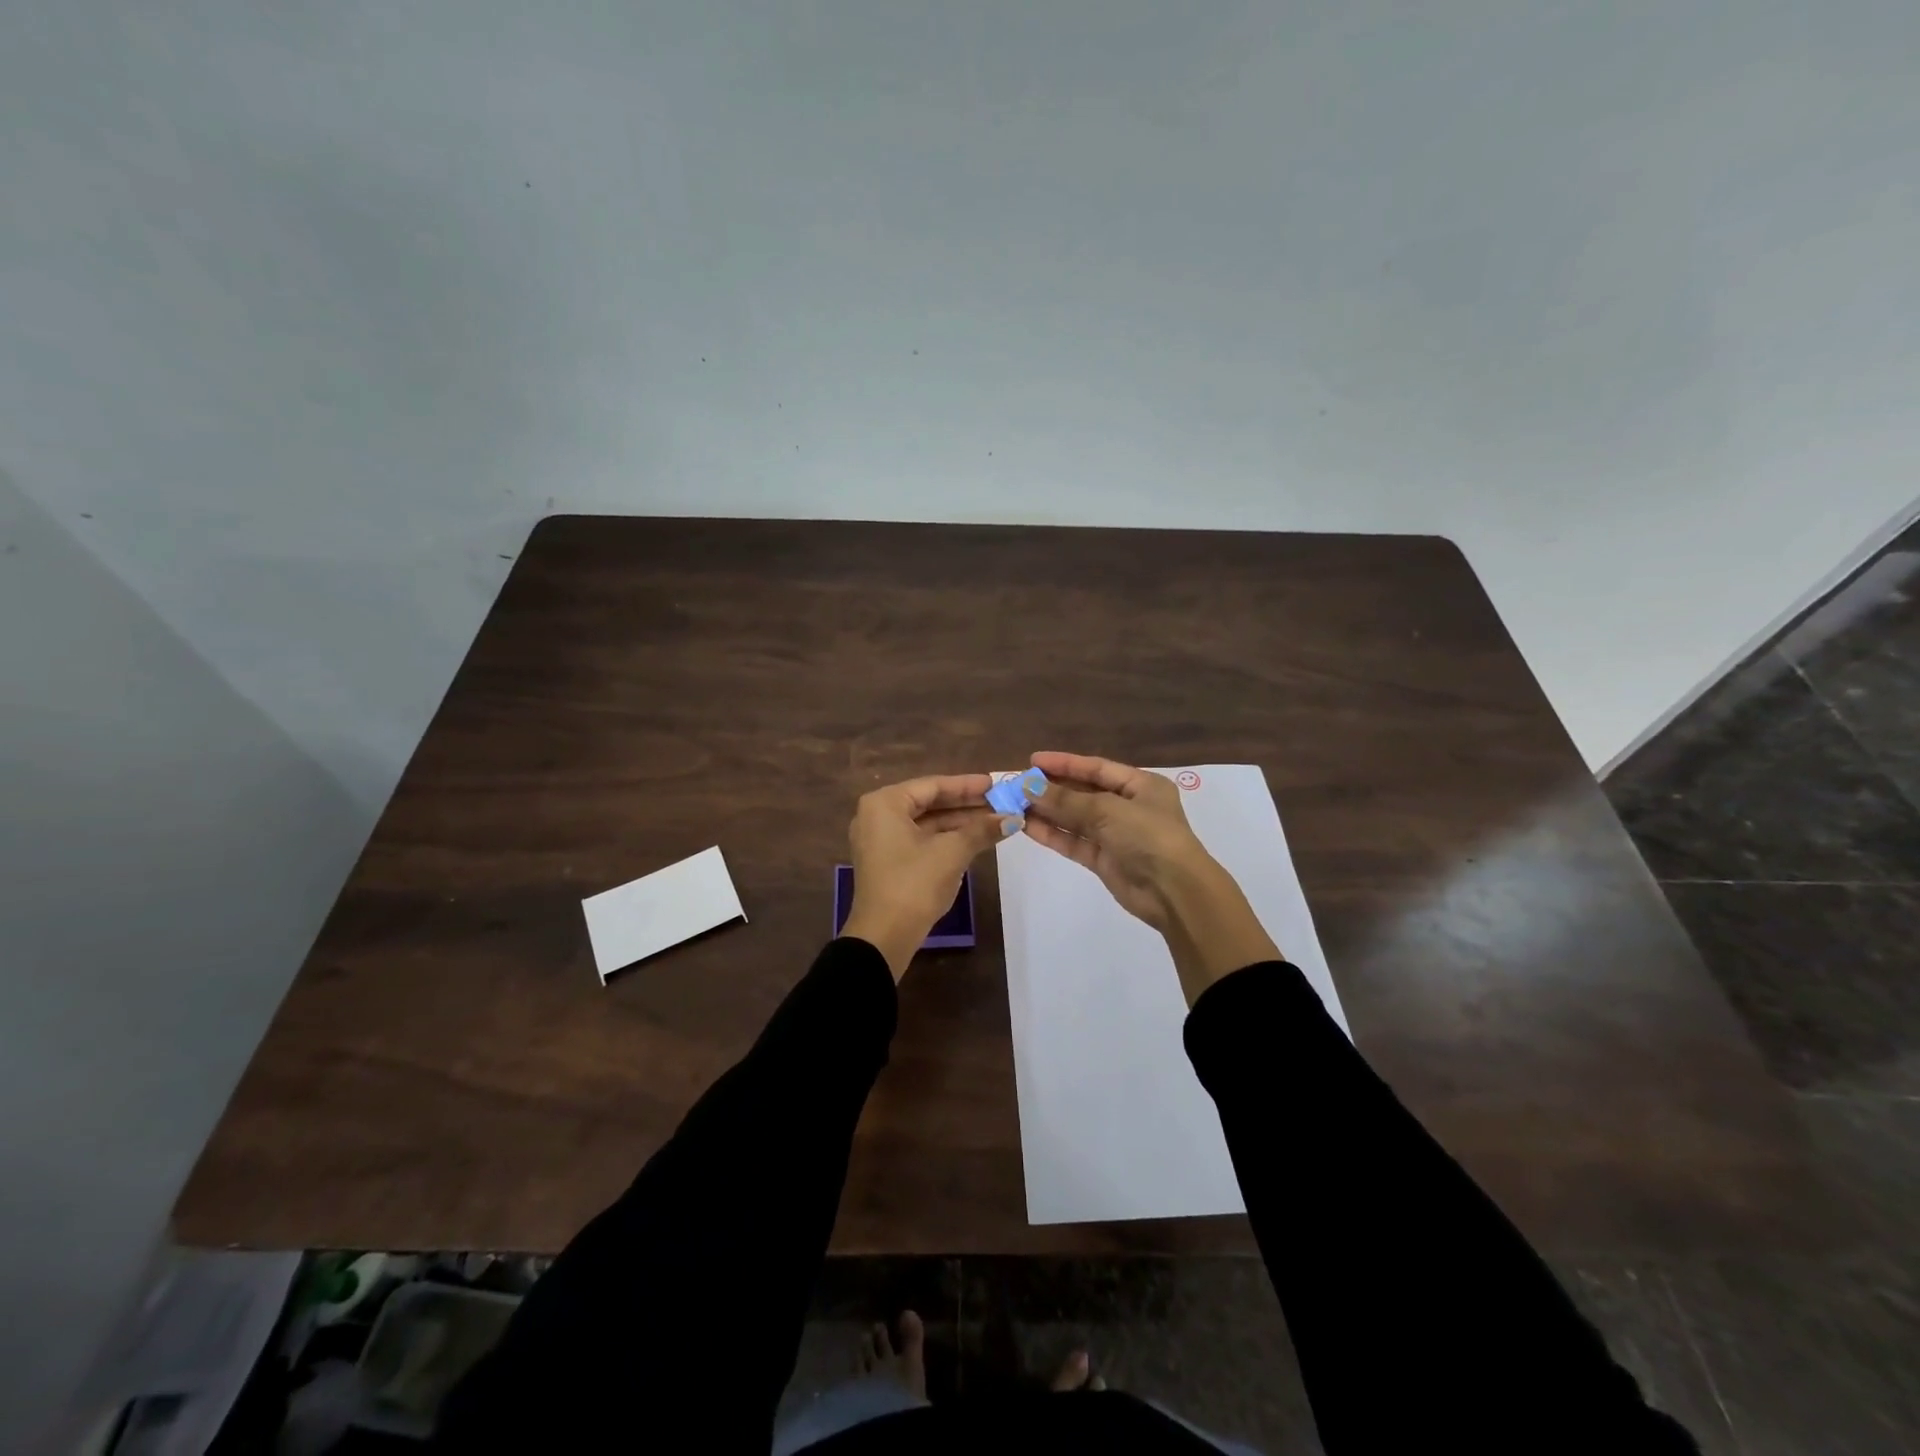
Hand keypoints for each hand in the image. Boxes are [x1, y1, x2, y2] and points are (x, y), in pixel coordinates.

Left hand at [841, 773, 1015, 979]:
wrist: (884, 937)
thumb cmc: (914, 884)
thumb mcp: (952, 852)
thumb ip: (982, 830)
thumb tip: (1014, 817)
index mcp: (885, 803)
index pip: (933, 785)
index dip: (968, 785)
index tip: (996, 783)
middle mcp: (877, 815)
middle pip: (929, 802)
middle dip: (966, 804)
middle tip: (1001, 801)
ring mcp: (880, 839)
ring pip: (926, 822)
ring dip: (959, 822)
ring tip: (995, 819)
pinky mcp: (887, 861)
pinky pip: (919, 839)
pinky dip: (945, 838)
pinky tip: (974, 838)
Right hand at [1022, 752, 1280, 1003]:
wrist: (1174, 892)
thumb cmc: (1148, 837)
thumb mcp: (1107, 811)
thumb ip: (1066, 800)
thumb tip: (1028, 786)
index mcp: (1141, 785)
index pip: (1097, 768)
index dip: (1064, 763)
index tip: (1032, 761)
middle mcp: (1128, 807)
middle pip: (1083, 792)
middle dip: (1051, 789)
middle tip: (1017, 785)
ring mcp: (1116, 835)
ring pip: (1075, 818)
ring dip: (1047, 812)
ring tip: (1014, 804)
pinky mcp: (1104, 860)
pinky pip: (1074, 841)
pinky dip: (1052, 834)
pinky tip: (1027, 826)